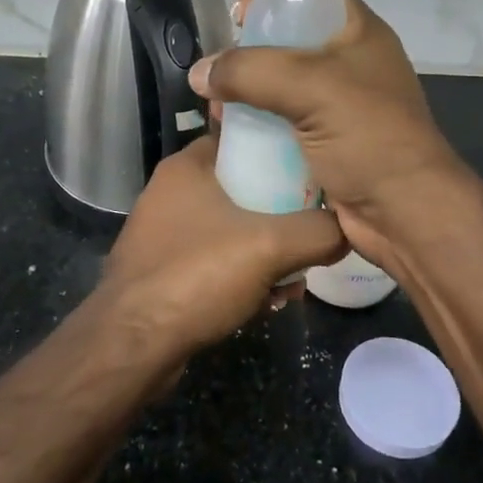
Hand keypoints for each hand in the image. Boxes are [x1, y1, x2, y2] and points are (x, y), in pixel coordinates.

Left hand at [98, 135, 346, 355]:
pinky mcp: (161, 272)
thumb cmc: (197, 274)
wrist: (133, 344)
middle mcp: (170, 193)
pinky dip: (240, 276)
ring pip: (229, 230)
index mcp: (187, 167)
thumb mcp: (270, 246)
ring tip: (294, 281)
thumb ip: (318, 231)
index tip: (312, 171)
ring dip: (263, 252)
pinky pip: (212, 263)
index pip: (240, 138)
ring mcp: (162, 234)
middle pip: (240, 188)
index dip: (278, 151)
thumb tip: (349, 228)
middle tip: (309, 235)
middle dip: (278, 215)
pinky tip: (266, 302)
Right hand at [188, 0, 465, 273]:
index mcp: (359, 35)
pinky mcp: (327, 144)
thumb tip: (199, 73)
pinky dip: (258, 129)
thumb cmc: (367, 138)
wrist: (406, 215)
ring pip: (281, 89)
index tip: (237, 19)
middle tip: (218, 75)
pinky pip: (283, 126)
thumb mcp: (309, 88)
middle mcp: (350, 66)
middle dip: (249, 57)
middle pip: (289, 45)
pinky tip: (232, 137)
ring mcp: (339, 108)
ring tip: (217, 111)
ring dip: (248, 98)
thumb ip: (249, 71)